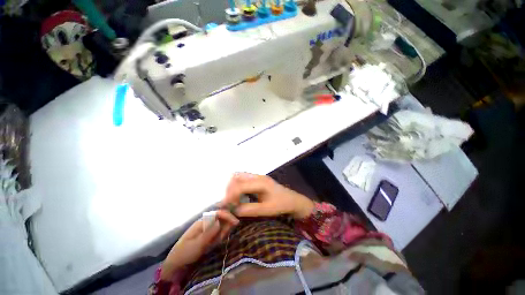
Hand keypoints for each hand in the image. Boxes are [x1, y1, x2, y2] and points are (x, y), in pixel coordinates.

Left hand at [160, 210, 238, 279]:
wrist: (176, 264)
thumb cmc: (184, 253)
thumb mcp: (196, 244)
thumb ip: (208, 233)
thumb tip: (219, 222)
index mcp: (202, 222)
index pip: (218, 213)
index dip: (227, 215)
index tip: (236, 222)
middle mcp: (206, 223)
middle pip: (221, 218)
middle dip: (226, 225)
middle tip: (223, 237)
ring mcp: (208, 230)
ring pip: (221, 226)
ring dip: (223, 232)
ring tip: (216, 243)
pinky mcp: (208, 236)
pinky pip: (218, 233)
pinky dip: (220, 237)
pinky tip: (217, 243)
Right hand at [220, 173, 314, 218]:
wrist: (292, 200)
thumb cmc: (281, 205)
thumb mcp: (266, 210)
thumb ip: (249, 210)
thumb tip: (233, 210)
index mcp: (261, 183)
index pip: (240, 186)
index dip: (230, 195)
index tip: (226, 206)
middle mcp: (258, 176)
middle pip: (237, 177)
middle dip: (230, 189)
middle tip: (228, 202)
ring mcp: (258, 176)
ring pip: (240, 176)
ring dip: (233, 186)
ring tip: (232, 199)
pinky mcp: (258, 179)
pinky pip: (243, 178)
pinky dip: (237, 185)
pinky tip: (238, 195)